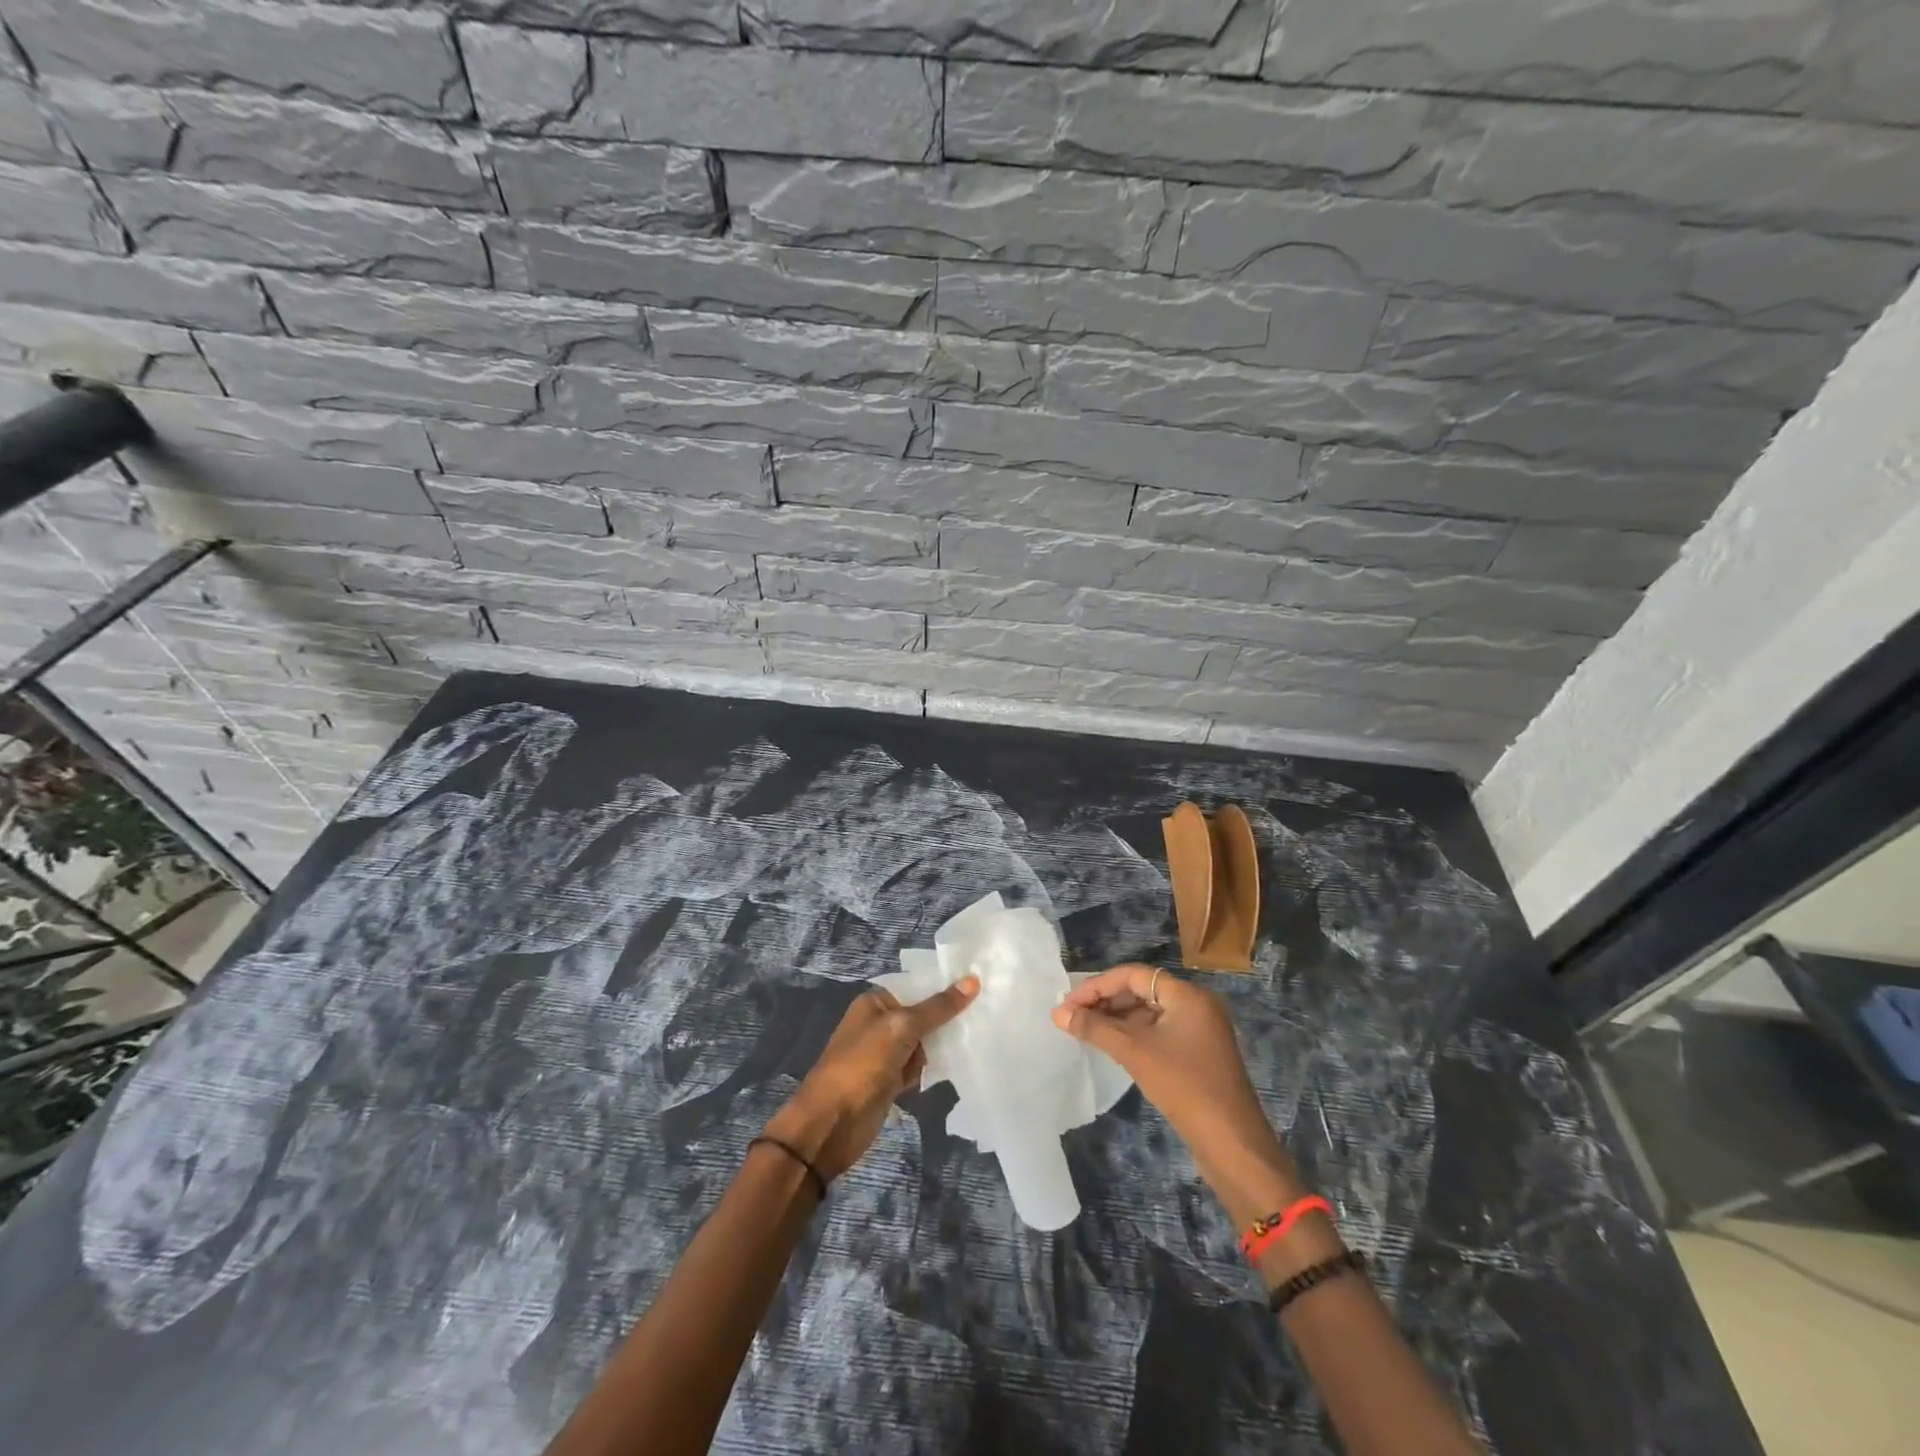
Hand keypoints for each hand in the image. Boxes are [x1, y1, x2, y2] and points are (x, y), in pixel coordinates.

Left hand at [765, 977, 979, 1182]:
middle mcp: (880, 1023)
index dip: (945, 985)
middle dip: (949, 1016)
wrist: (831, 1123)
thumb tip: (972, 980)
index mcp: (875, 1002)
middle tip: (989, 1010)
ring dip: (945, 1043)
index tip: (981, 982)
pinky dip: (935, 1067)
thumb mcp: (901, 1027)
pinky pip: (920, 1066)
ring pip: (924, 1041)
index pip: (917, 985)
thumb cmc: (862, 1065)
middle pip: (923, 1013)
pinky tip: (962, 1062)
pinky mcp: (891, 1081)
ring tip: (983, 1034)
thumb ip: (938, 1007)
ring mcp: (886, 1054)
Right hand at [1053, 965, 1305, 1225]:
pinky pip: (1159, 1032)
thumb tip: (1058, 1013)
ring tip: (1085, 1031)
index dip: (1098, 986)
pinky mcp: (1198, 1054)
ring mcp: (1200, 1031)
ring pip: (1150, 1012)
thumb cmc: (1184, 1087)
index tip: (1068, 1004)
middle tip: (1072, 1017)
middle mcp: (1196, 1005)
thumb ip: (1095, 1028)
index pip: (1133, 974)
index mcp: (1187, 995)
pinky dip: (1134, 1035)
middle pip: (1142, 990)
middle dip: (1105, 1001)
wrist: (1233, 1145)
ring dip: (1117, 1019)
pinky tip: (1112, 1047)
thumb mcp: (1135, 1053)